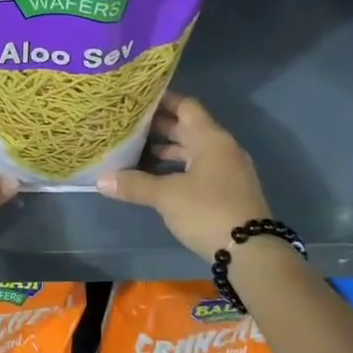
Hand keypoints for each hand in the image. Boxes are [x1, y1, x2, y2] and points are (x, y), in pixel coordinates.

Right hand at [97, 93, 269, 260]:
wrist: (252, 253)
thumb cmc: (208, 211)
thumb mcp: (167, 196)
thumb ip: (134, 184)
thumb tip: (101, 180)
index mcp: (211, 139)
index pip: (185, 106)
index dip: (162, 100)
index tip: (136, 98)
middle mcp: (222, 149)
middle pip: (188, 128)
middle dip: (159, 126)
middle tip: (128, 124)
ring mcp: (227, 171)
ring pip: (193, 150)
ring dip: (167, 150)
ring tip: (136, 150)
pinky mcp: (227, 191)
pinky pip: (198, 169)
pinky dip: (177, 168)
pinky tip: (156, 177)